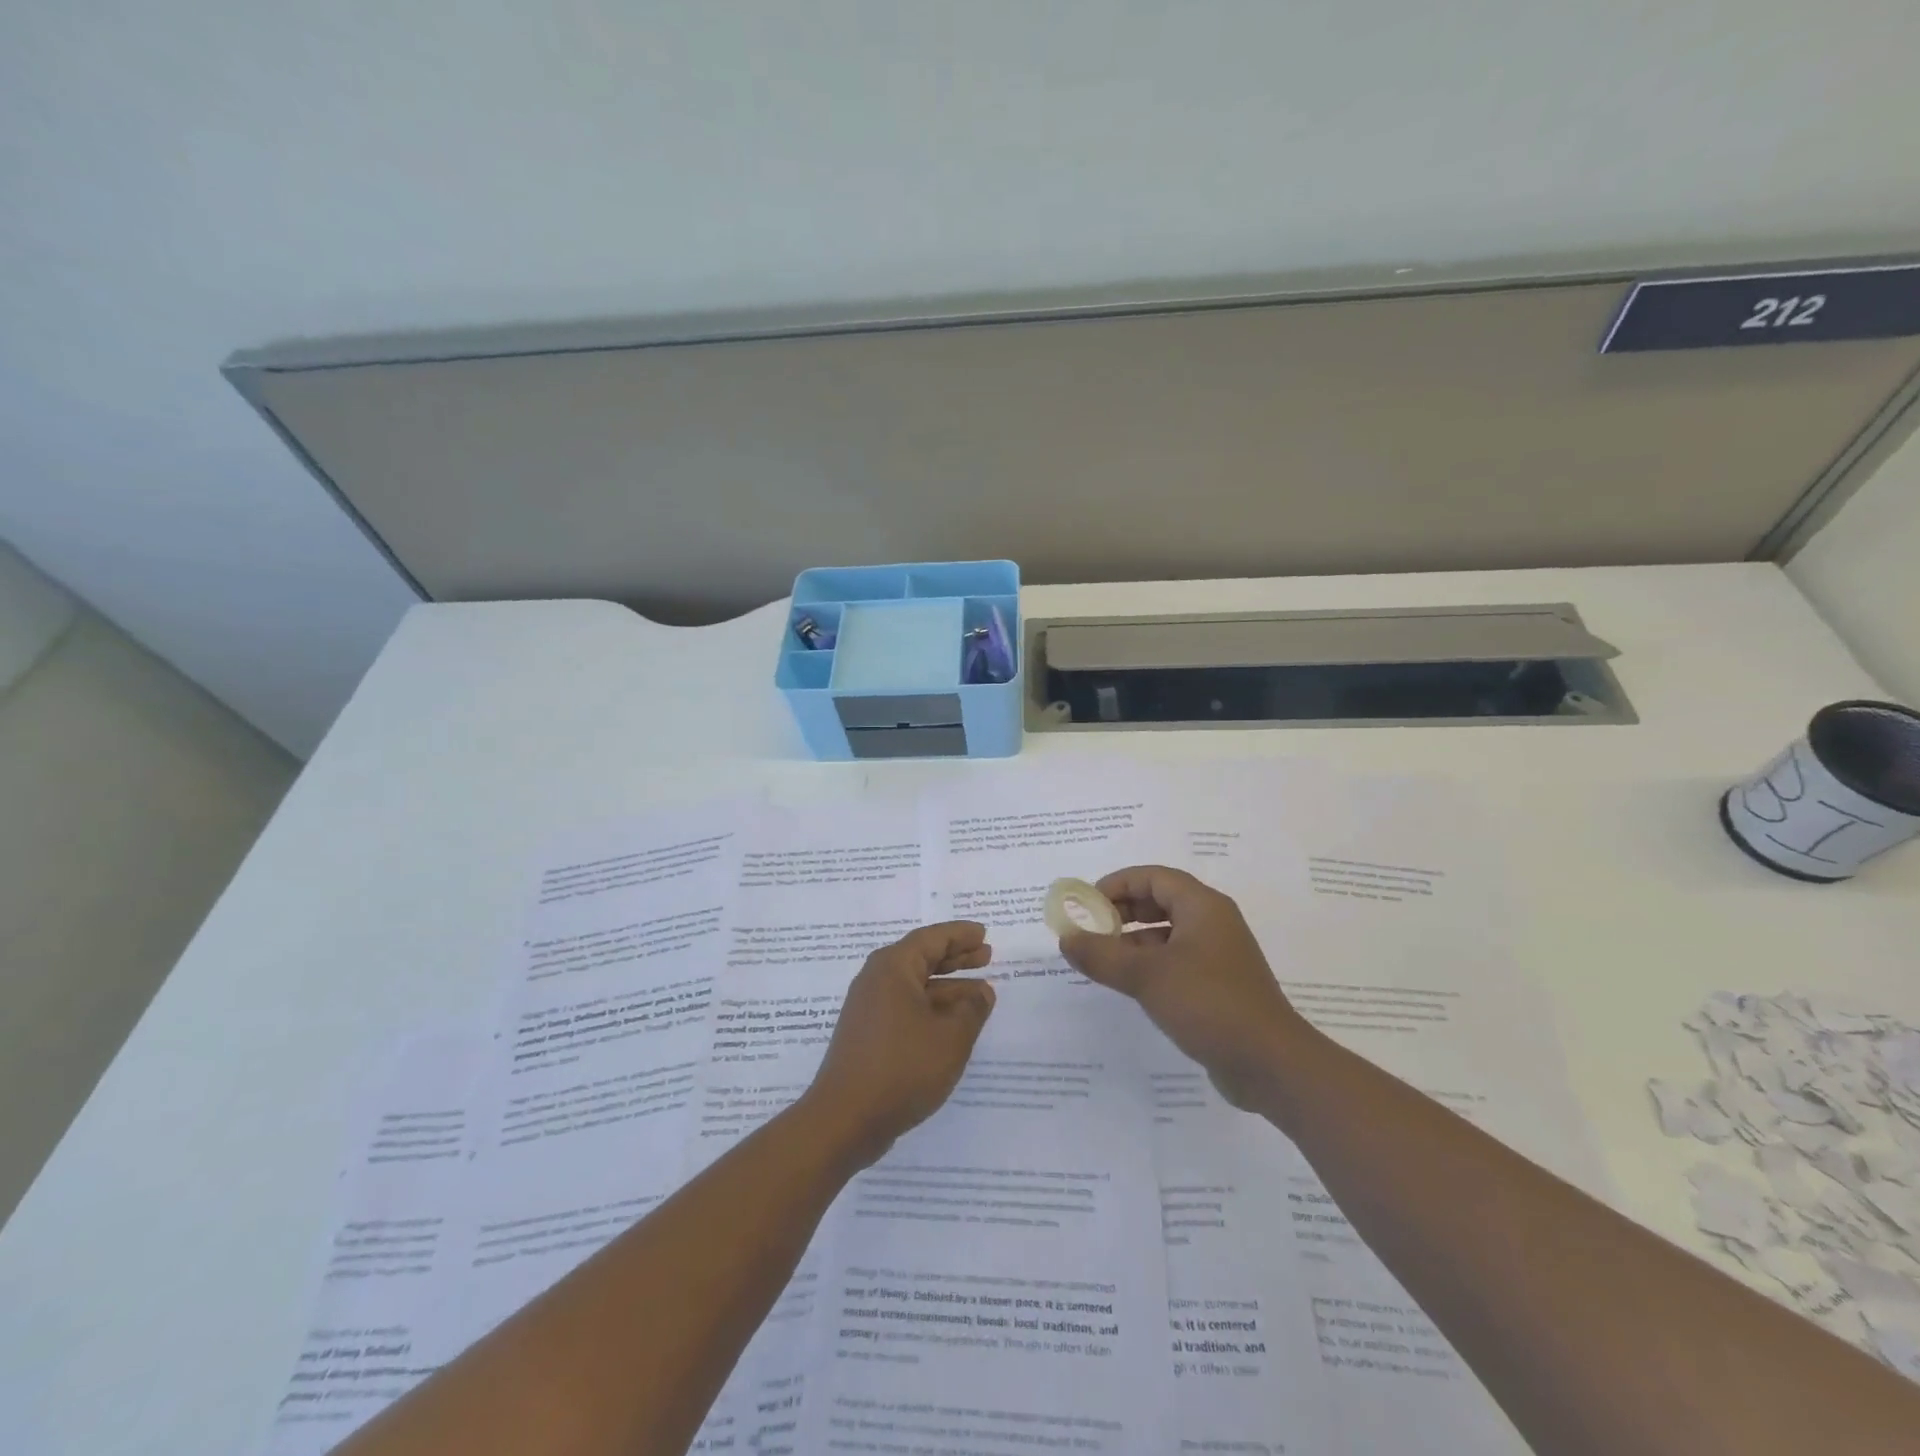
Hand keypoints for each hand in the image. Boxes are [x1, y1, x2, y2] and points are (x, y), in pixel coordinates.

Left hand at [802, 921, 996, 1166]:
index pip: (932, 939)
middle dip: (955, 957)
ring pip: (915, 986)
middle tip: (986, 955)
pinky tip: (953, 1023)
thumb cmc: (902, 1068)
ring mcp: (869, 1008)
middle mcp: (877, 979)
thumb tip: (982, 991)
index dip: (960, 935)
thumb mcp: (951, 1037)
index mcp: (893, 967)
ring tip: (981, 992)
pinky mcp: (868, 1034)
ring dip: (947, 986)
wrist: (845, 1119)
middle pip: (921, 958)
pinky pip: (906, 1007)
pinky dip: (932, 1008)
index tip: (983, 933)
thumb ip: (972, 1009)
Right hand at [1059, 866, 1305, 1109]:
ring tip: (1103, 959)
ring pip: (1168, 933)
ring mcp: (1218, 956)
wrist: (1271, 1065)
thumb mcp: (1146, 976)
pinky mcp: (1219, 987)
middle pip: (1161, 901)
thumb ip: (1101, 955)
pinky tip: (1130, 986)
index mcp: (1203, 907)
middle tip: (1091, 929)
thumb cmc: (1209, 1004)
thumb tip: (1065, 938)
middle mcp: (1213, 923)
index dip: (1118, 884)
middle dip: (1123, 911)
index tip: (1087, 904)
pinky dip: (1150, 964)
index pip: (1154, 877)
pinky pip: (1177, 961)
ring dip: (1134, 940)